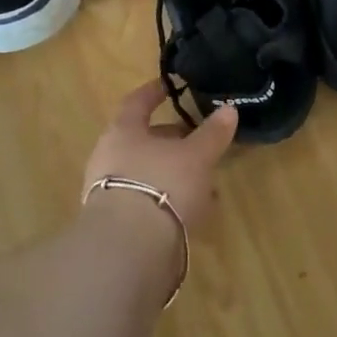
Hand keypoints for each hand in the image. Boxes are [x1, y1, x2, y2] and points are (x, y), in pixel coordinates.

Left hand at [82, 81, 237, 230]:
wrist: (128, 251)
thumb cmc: (162, 185)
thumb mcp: (196, 156)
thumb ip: (212, 133)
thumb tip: (228, 108)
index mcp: (123, 131)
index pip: (137, 102)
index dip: (154, 92)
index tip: (169, 85)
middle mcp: (109, 157)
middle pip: (142, 140)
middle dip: (171, 140)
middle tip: (197, 140)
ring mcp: (108, 193)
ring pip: (146, 173)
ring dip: (173, 173)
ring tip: (205, 182)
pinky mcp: (115, 226)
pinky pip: (145, 201)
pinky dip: (168, 200)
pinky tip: (193, 211)